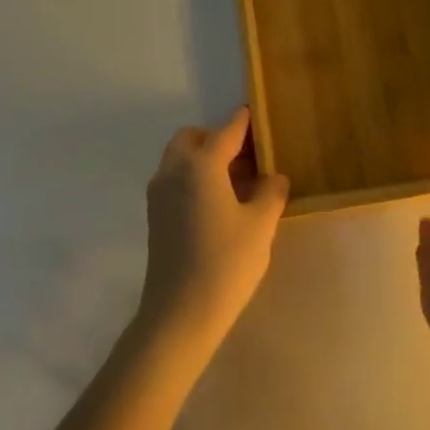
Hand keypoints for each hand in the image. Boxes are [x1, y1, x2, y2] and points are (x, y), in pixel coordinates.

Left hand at [137, 107, 288, 360]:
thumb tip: (273, 177)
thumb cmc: (225, 263)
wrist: (179, 315)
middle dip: (218, 139)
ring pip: (180, 159)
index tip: (257, 113)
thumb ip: (271, 192)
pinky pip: (175, 180)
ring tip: (239, 182)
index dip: (244, 121)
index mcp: (200, 165)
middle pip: (193, 139)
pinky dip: (195, 178)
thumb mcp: (261, 225)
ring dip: (205, 159)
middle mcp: (173, 171)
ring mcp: (159, 194)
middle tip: (248, 158)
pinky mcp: (155, 216)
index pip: (226, 131)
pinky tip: (221, 203)